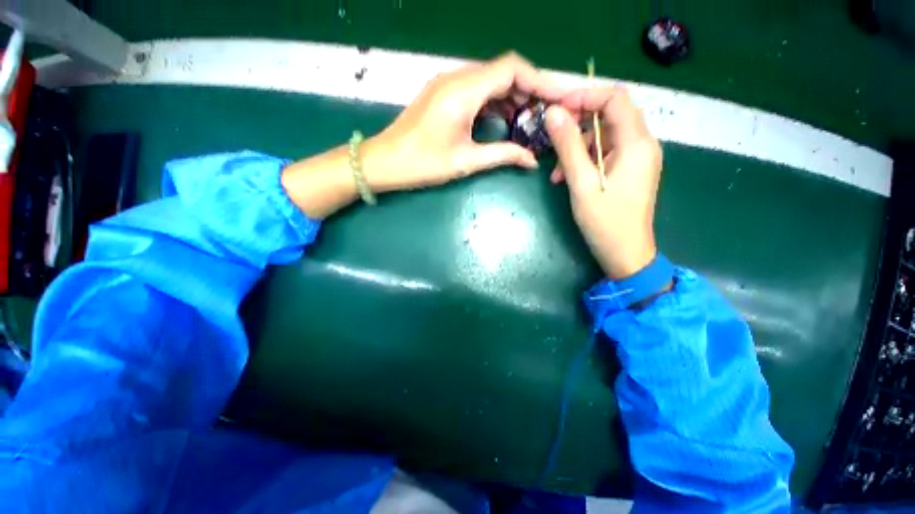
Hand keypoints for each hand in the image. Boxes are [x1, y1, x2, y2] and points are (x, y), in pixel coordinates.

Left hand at [362, 52, 564, 192]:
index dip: (538, 80)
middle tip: (544, 114)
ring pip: (489, 79)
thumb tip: (532, 160)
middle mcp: (456, 78)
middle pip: (502, 71)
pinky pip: (475, 88)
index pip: (511, 68)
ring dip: (510, 96)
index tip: (555, 99)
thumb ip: (502, 155)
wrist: (385, 162)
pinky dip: (493, 100)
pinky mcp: (442, 93)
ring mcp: (447, 83)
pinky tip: (503, 118)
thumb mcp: (466, 161)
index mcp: (463, 91)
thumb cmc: (423, 163)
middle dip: (527, 90)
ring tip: (527, 120)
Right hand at [544, 86, 661, 278]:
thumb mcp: (581, 184)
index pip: (615, 99)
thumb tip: (553, 114)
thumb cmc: (605, 222)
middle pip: (610, 115)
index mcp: (636, 143)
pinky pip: (605, 153)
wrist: (626, 253)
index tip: (557, 107)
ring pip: (605, 136)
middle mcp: (642, 144)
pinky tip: (567, 178)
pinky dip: (585, 160)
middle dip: (578, 122)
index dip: (585, 96)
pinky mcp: (629, 170)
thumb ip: (568, 146)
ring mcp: (637, 158)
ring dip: (577, 147)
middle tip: (552, 135)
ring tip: (556, 172)